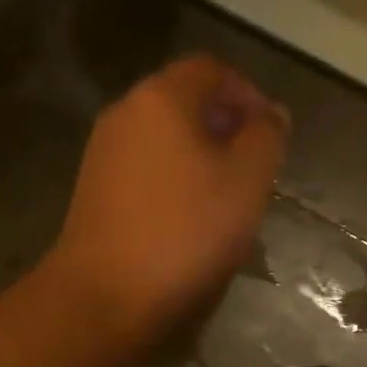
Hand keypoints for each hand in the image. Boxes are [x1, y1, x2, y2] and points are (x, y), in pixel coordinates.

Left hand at [45, 54, 289, 347]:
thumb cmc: (185, 230)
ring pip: (166, 133)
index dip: (248, 92)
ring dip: (203, 151)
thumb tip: (272, 114)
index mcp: (161, 97)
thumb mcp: (248, 179)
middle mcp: (126, 111)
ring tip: (229, 192)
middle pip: (186, 98)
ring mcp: (104, 149)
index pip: (212, 69)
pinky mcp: (94, 185)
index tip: (271, 133)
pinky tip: (191, 214)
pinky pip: (146, 161)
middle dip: (227, 124)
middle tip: (256, 164)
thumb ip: (267, 135)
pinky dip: (175, 172)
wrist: (104, 296)